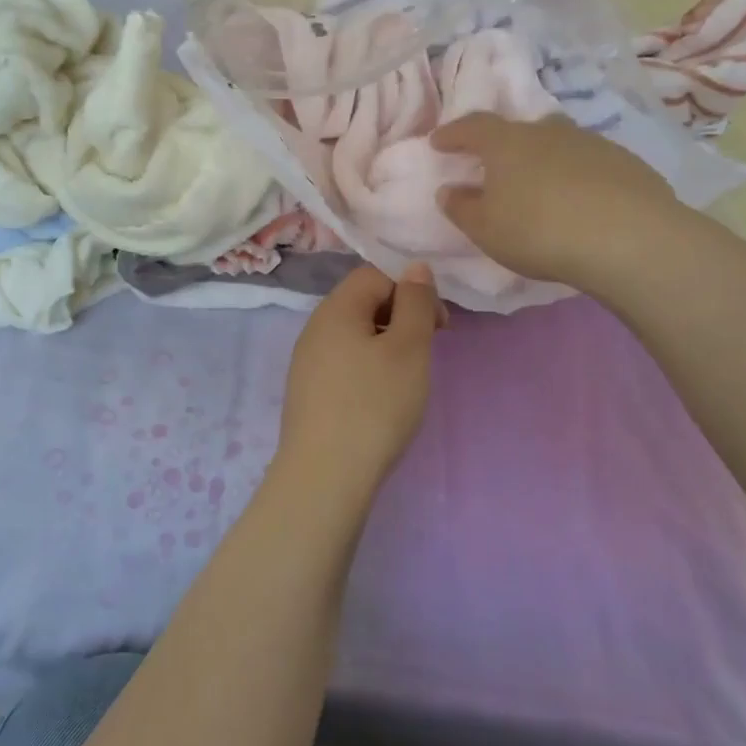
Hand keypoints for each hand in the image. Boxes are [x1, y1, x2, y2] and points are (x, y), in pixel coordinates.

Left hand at [278, 263, 444, 489]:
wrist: (325, 477)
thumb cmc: (374, 405)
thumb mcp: (409, 348)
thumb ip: (415, 302)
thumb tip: (414, 268)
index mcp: (336, 308)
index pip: (376, 274)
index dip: (412, 289)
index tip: (439, 325)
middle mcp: (315, 327)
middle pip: (364, 302)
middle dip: (402, 316)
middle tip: (428, 350)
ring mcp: (307, 361)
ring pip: (355, 334)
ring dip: (387, 344)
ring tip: (408, 378)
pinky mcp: (308, 392)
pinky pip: (344, 362)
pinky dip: (369, 369)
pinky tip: (381, 399)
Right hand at [432, 113, 674, 288]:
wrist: (628, 238)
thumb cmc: (539, 231)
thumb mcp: (486, 229)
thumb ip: (462, 208)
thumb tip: (448, 190)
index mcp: (507, 143)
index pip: (473, 127)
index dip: (453, 133)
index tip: (439, 142)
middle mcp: (548, 131)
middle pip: (521, 129)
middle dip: (505, 145)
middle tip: (497, 168)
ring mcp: (591, 142)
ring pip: (559, 143)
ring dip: (545, 160)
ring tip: (543, 188)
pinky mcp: (626, 162)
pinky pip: (591, 164)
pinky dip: (579, 177)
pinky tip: (584, 203)